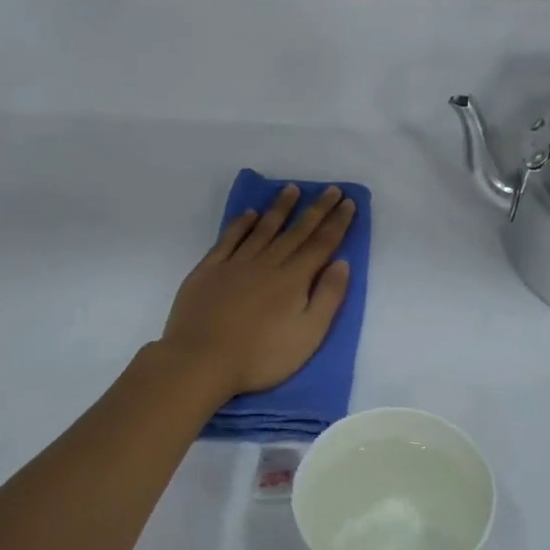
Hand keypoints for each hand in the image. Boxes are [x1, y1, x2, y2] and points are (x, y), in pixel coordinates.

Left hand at [161, 184, 355, 398]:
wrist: (201, 360)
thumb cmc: (260, 356)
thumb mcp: (308, 335)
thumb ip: (327, 297)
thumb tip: (342, 263)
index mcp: (293, 279)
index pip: (321, 244)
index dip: (337, 222)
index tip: (348, 202)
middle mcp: (267, 263)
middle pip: (296, 231)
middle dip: (316, 209)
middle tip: (330, 189)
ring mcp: (235, 264)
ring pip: (263, 228)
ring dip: (280, 208)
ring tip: (292, 189)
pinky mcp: (209, 270)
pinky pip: (229, 239)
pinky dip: (241, 224)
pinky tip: (249, 214)